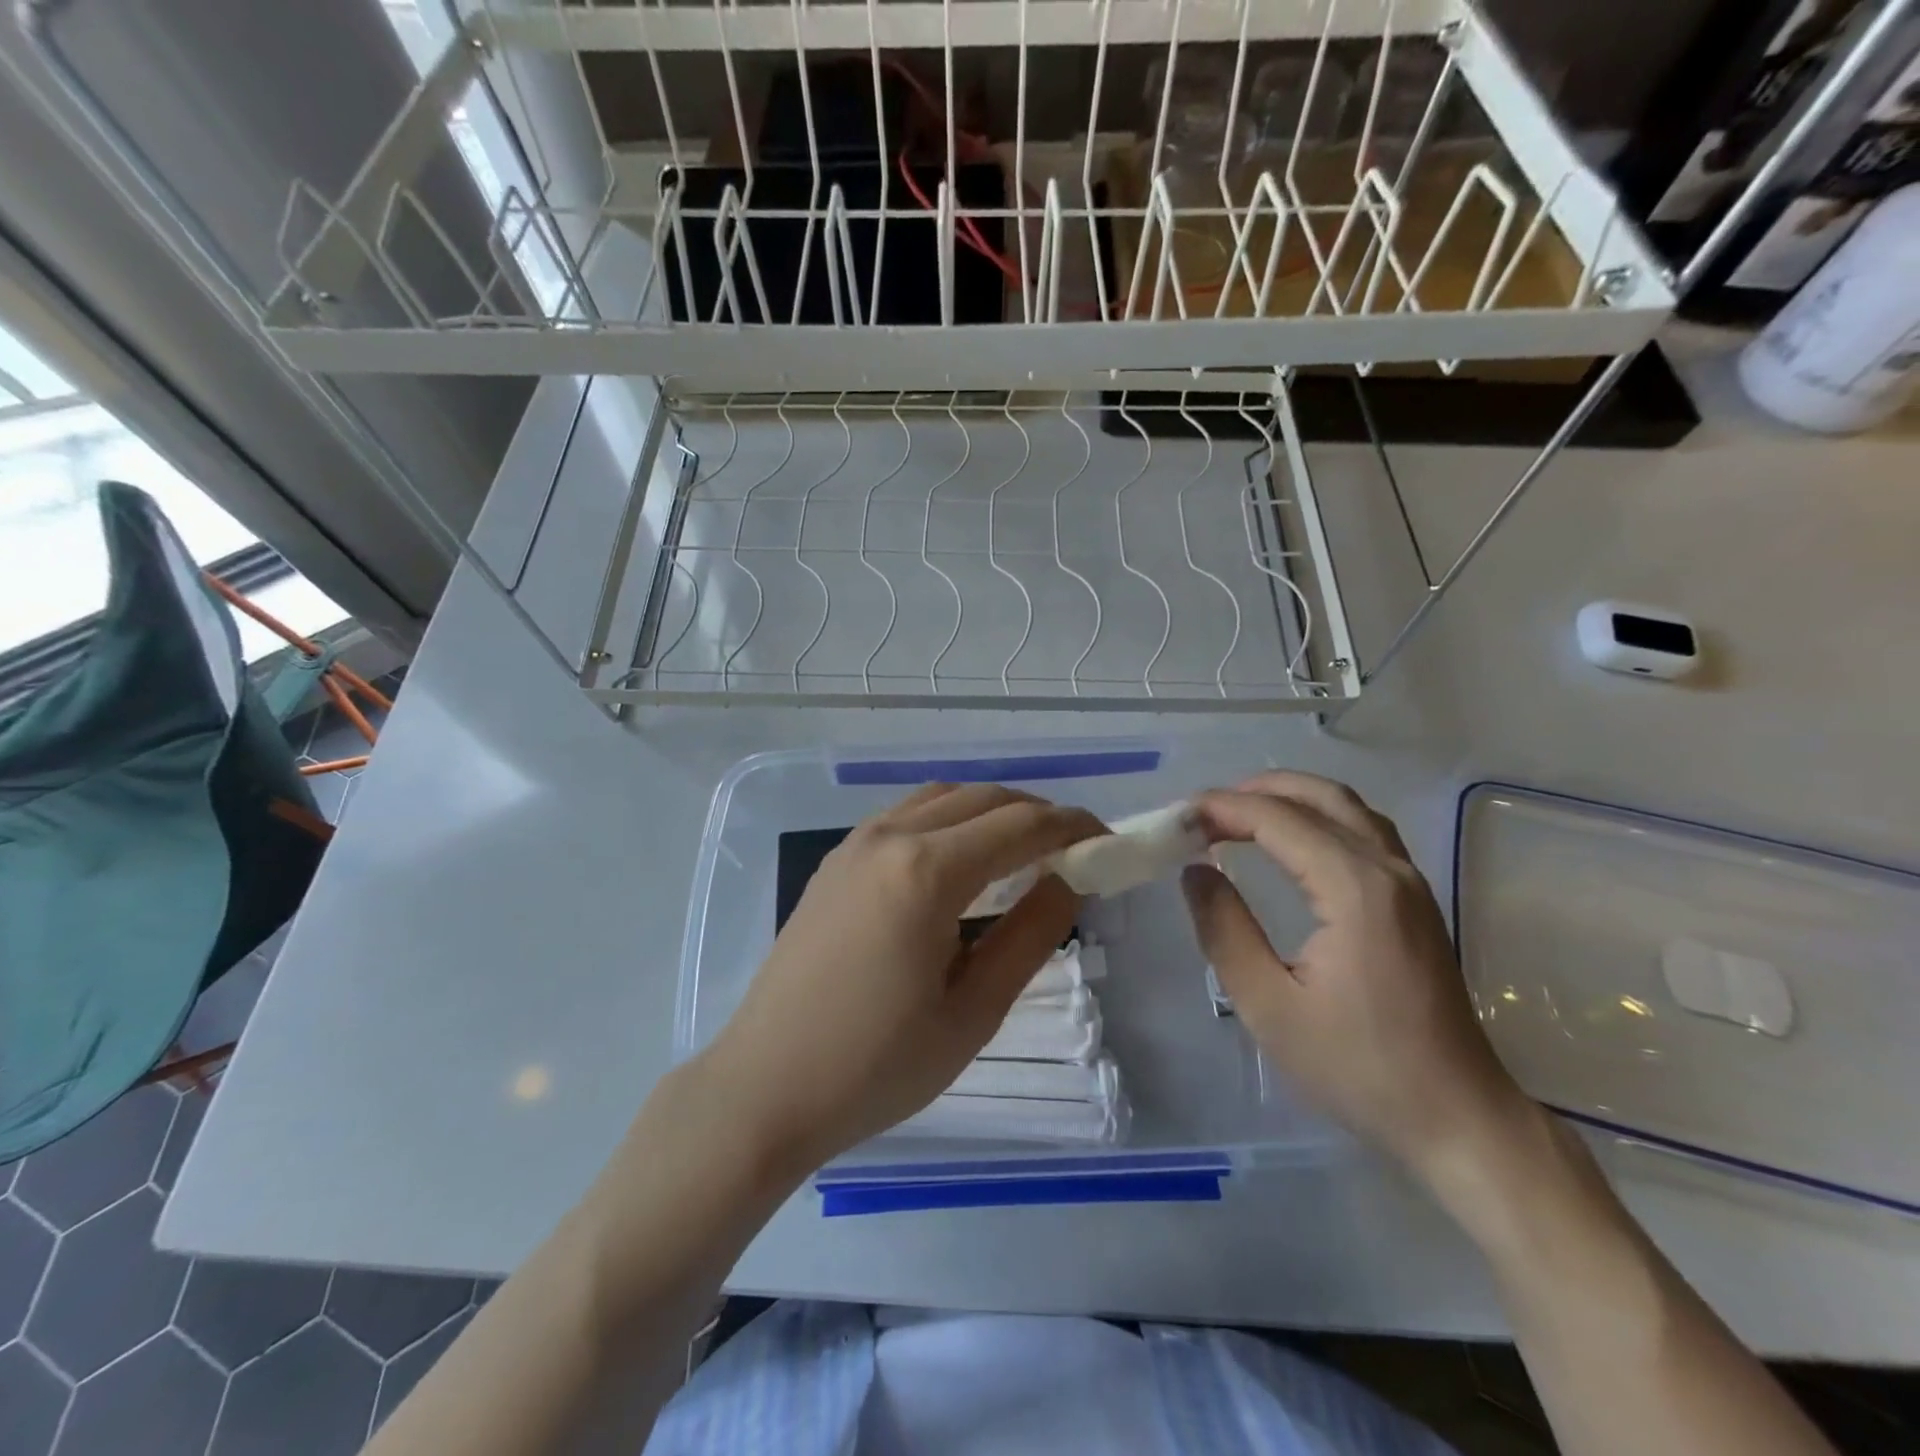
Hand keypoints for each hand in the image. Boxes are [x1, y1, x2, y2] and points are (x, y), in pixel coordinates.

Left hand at [697, 784, 1103, 1178]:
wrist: (766, 1086)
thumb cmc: (876, 1065)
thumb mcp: (973, 1011)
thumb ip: (1030, 935)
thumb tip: (1068, 881)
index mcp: (927, 872)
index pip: (1022, 825)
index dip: (1074, 828)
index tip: (1109, 842)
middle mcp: (890, 837)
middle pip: (984, 798)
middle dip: (1038, 814)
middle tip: (1073, 851)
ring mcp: (855, 843)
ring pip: (943, 798)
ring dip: (992, 811)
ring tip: (1023, 852)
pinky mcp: (836, 860)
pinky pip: (907, 815)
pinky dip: (950, 819)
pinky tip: (960, 861)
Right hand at [1181, 772, 1529, 1176]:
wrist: (1458, 1118)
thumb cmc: (1358, 1067)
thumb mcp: (1269, 1006)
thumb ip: (1225, 930)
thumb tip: (1195, 871)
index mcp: (1354, 889)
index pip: (1278, 819)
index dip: (1223, 809)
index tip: (1177, 818)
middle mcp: (1388, 869)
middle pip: (1319, 796)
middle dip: (1255, 791)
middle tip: (1202, 812)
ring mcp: (1410, 883)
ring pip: (1347, 807)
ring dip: (1289, 798)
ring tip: (1237, 816)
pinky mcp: (1416, 900)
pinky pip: (1364, 831)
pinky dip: (1318, 817)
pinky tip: (1290, 842)